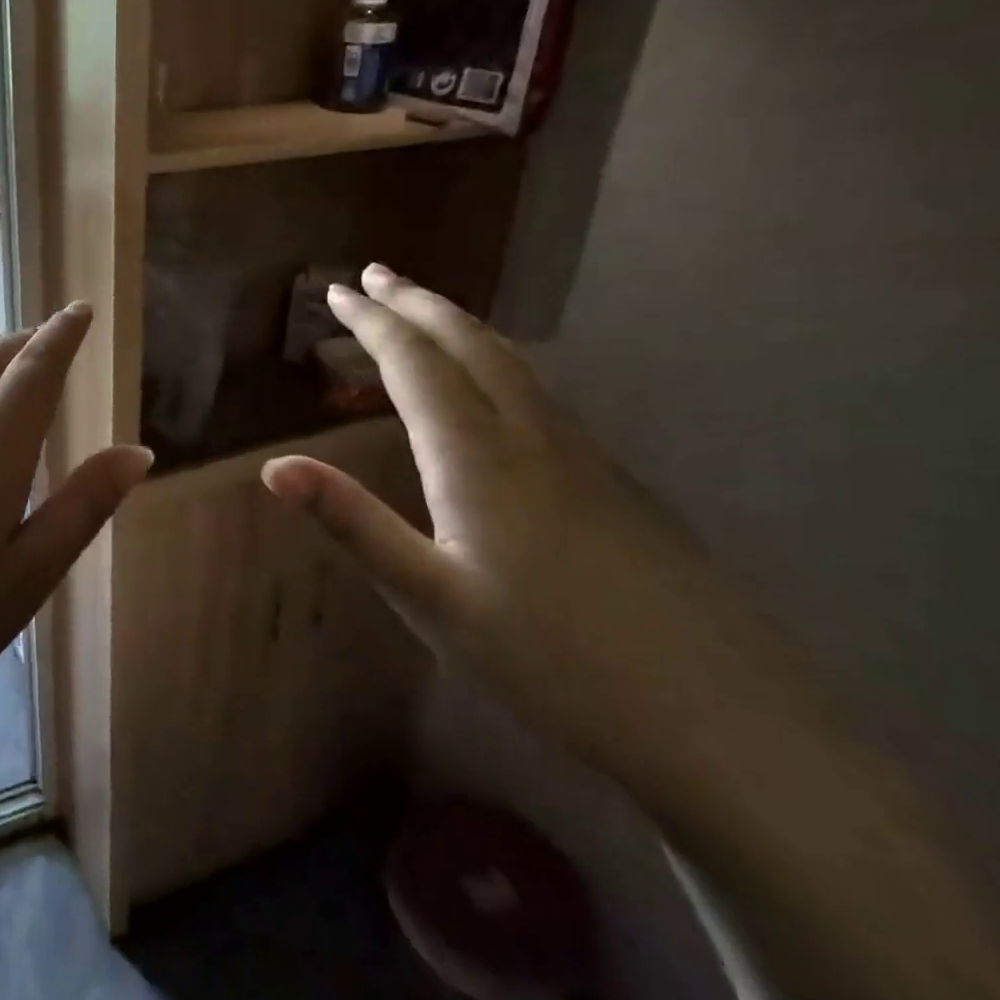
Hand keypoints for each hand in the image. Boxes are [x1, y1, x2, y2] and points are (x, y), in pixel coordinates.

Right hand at [262, 265, 810, 801]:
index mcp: (478, 458)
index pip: (415, 364)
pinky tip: (498, 383)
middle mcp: (531, 436)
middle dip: (417, 303)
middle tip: (376, 275)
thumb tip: (273, 468)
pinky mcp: (616, 482)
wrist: (725, 724)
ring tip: (426, 309)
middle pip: (469, 344)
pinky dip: (498, 359)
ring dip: (459, 324)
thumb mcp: (430, 601)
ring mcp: (584, 456)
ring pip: (512, 362)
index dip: (372, 322)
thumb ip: (352, 524)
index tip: (338, 291)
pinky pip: (540, 392)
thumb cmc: (552, 663)